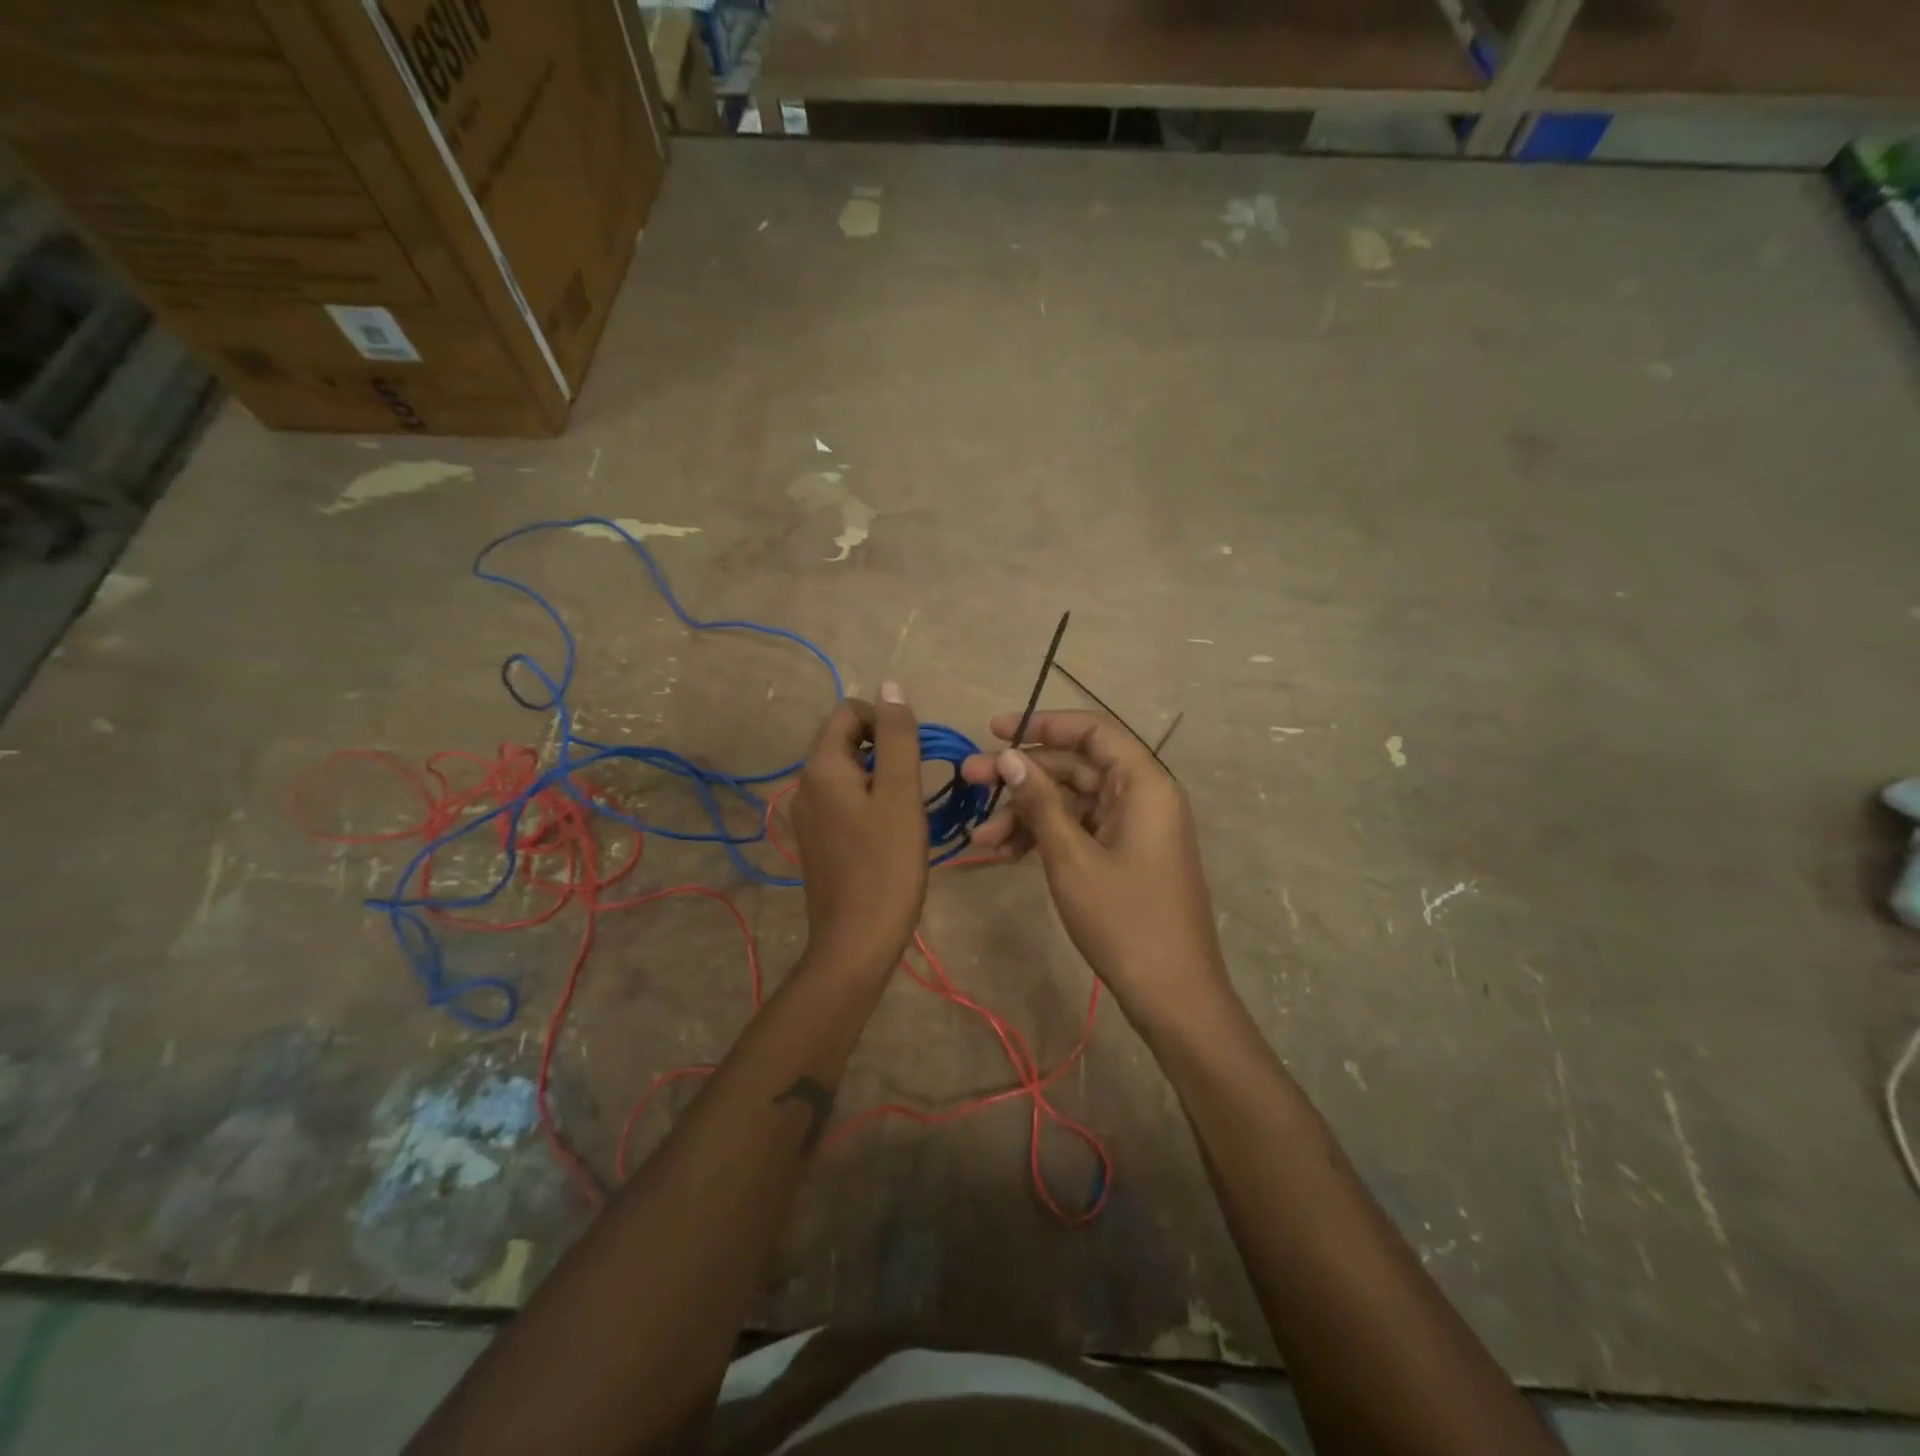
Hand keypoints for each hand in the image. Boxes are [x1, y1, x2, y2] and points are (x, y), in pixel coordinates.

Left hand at [791, 684, 929, 975]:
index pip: (848, 712)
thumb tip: (891, 686)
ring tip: (909, 808)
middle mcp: (805, 785)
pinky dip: (870, 802)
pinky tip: (892, 831)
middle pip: (846, 741)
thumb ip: (897, 737)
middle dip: (885, 749)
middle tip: (916, 782)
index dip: (884, 720)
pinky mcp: (818, 841)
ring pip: (848, 773)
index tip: (914, 751)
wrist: (857, 942)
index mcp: (821, 767)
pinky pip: (844, 802)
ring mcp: (808, 816)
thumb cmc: (886, 865)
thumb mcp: (901, 795)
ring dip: (881, 777)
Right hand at [960, 711, 1229, 1023]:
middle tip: (968, 780)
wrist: (1173, 996)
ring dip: (1026, 814)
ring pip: (1072, 802)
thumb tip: (1009, 756)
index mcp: (1144, 785)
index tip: (995, 730)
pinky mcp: (1124, 855)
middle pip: (1076, 768)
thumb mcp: (1071, 857)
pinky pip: (1080, 830)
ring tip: (980, 837)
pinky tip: (1006, 853)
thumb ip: (1039, 802)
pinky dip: (1045, 837)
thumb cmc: (1124, 921)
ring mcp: (1134, 828)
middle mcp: (1142, 797)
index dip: (1042, 724)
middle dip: (1021, 775)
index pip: (1092, 732)